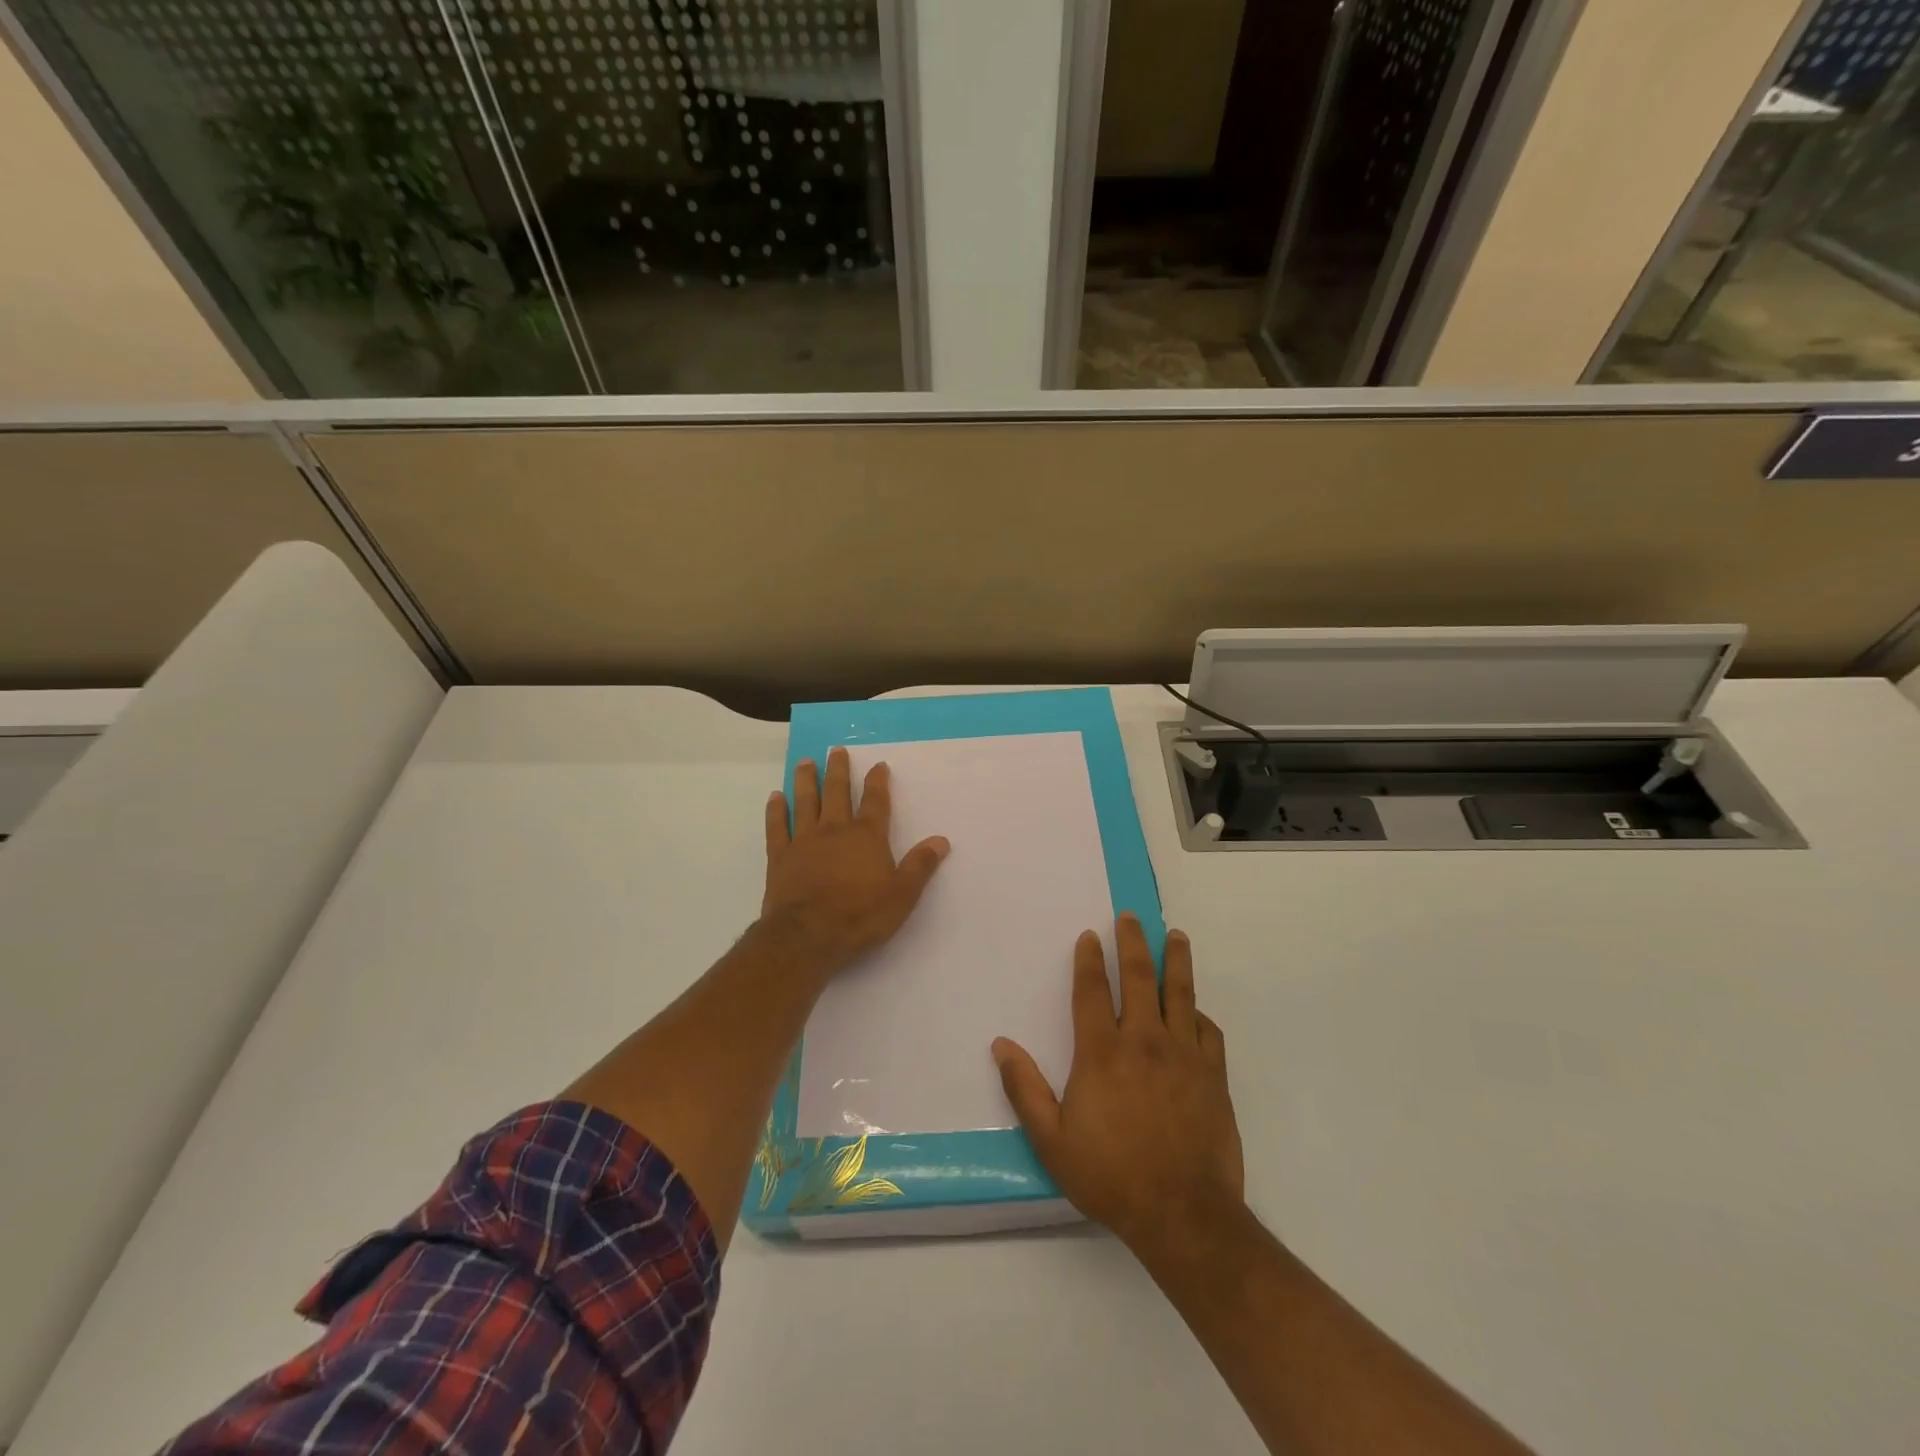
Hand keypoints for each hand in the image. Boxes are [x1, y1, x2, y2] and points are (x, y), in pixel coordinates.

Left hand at [761, 746, 949, 974]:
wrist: (807, 937)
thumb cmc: (859, 916)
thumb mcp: (902, 896)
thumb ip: (920, 866)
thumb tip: (941, 840)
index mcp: (866, 837)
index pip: (875, 802)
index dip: (877, 782)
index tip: (878, 765)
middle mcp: (834, 830)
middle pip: (836, 793)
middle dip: (837, 770)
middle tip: (835, 750)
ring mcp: (804, 841)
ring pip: (805, 803)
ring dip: (805, 781)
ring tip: (805, 762)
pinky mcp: (780, 857)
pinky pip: (777, 827)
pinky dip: (775, 811)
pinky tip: (775, 797)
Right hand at [992, 916, 1243, 1254]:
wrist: (1183, 1214)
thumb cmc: (1110, 1176)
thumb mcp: (1052, 1141)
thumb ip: (1025, 1089)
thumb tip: (1001, 1045)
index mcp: (1102, 1052)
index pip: (1092, 991)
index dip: (1089, 959)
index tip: (1089, 935)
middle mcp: (1143, 1041)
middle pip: (1139, 977)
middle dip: (1134, 942)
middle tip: (1132, 916)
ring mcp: (1184, 1055)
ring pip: (1180, 993)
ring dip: (1176, 960)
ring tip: (1176, 936)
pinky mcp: (1213, 1075)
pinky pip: (1208, 1031)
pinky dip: (1199, 1013)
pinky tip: (1195, 1009)